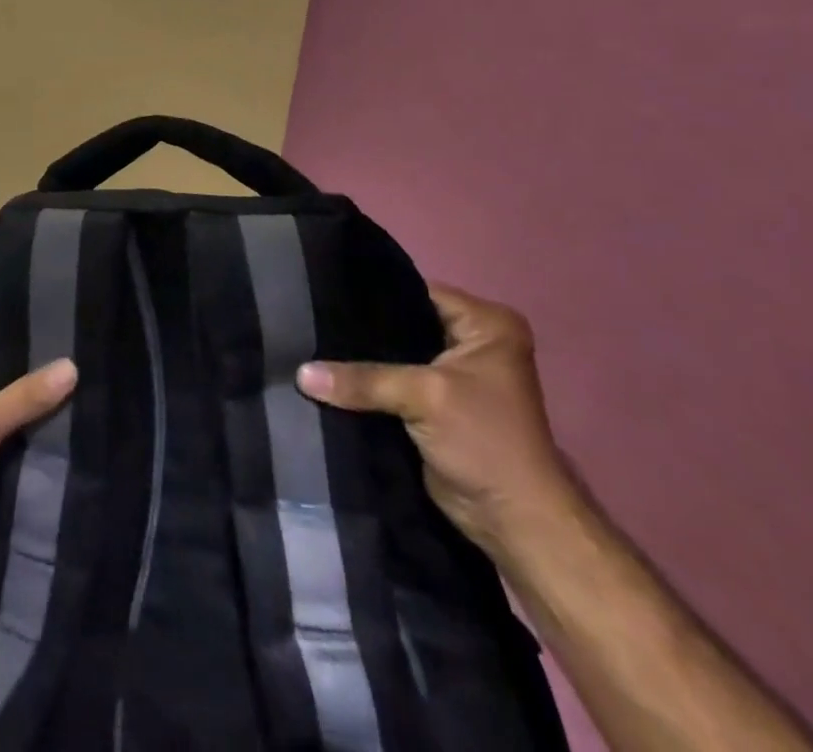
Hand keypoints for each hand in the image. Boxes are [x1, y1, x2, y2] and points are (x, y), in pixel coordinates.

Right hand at [297, 283, 574, 554]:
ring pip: (393, 353)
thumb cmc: (485, 442)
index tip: (323, 290)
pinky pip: (391, 380)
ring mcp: (453, 374)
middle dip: (361, 327)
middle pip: (402, 321)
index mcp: (486, 325)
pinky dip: (367, 383)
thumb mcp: (424, 397)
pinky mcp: (435, 404)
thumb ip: (362, 379)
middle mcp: (472, 341)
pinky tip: (328, 374)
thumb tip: (299, 373)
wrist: (513, 522)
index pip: (415, 290)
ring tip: (310, 343)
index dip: (372, 292)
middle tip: (309, 318)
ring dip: (361, 359)